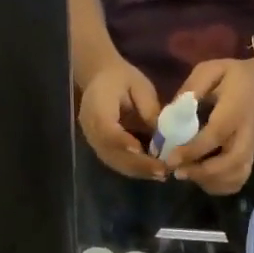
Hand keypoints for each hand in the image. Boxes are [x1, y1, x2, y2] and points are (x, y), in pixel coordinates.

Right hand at [78, 60, 165, 180]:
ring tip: (161, 174)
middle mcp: (90, 129)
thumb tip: (162, 135)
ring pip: (115, 162)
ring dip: (138, 171)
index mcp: (96, 107)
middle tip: (162, 170)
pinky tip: (153, 172)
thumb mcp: (138, 85)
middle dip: (138, 164)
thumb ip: (148, 108)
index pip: (107, 129)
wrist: (99, 78)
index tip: (140, 149)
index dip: (121, 141)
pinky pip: (116, 163)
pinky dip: (135, 170)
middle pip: (112, 152)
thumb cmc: (120, 78)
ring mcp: (94, 142)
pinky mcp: (101, 149)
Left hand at [163, 56, 253, 194]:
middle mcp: (246, 134)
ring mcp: (251, 149)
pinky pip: (237, 181)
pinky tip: (202, 179)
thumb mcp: (212, 70)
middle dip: (202, 173)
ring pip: (235, 177)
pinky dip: (219, 186)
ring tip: (188, 174)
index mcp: (235, 110)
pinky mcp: (250, 159)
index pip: (215, 135)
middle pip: (231, 163)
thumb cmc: (235, 77)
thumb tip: (170, 113)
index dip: (192, 150)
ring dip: (209, 182)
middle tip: (178, 172)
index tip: (170, 159)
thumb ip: (192, 89)